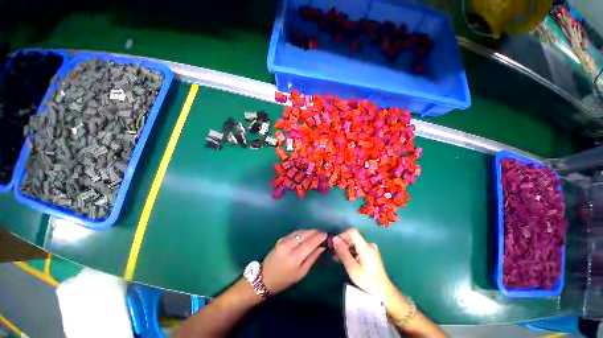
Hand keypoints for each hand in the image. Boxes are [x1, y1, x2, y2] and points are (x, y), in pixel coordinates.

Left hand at [262, 229, 326, 293]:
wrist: (264, 277)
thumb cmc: (285, 279)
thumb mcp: (301, 273)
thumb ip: (312, 258)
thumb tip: (321, 247)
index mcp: (294, 258)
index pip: (310, 243)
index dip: (319, 237)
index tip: (326, 234)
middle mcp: (288, 246)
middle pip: (305, 234)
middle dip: (315, 232)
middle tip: (323, 233)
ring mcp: (283, 241)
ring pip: (300, 232)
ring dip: (309, 231)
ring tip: (316, 233)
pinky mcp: (281, 238)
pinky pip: (294, 233)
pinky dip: (302, 232)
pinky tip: (307, 234)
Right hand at [333, 228, 392, 299]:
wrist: (384, 292)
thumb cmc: (367, 281)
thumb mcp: (352, 267)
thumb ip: (343, 252)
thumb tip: (335, 239)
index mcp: (365, 246)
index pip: (352, 232)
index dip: (342, 235)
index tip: (334, 243)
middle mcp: (369, 245)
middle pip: (353, 237)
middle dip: (343, 243)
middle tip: (334, 252)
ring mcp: (371, 249)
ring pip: (355, 243)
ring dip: (346, 248)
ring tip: (337, 257)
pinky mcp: (371, 254)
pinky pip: (359, 248)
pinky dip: (351, 252)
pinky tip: (345, 259)